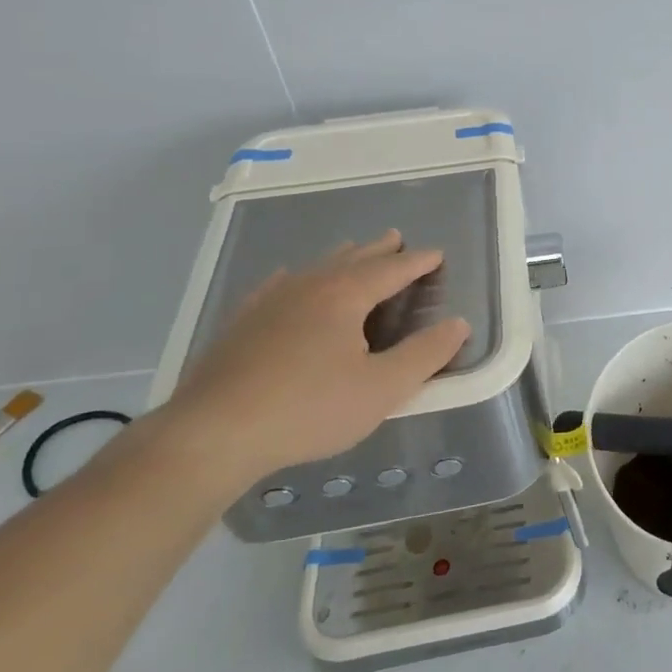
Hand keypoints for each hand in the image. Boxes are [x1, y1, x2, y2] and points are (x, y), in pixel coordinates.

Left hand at [160, 231, 470, 492]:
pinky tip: (287, 279)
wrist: (213, 433)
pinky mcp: (241, 323)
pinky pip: (276, 285)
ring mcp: (269, 302)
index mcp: (345, 296)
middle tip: (396, 239)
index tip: (437, 254)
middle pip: (352, 259)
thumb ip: (425, 355)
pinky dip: (294, 277)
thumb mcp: (382, 388)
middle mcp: (308, 287)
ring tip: (353, 251)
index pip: (391, 270)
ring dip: (341, 258)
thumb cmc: (309, 409)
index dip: (418, 262)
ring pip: (314, 268)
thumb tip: (458, 324)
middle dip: (379, 250)